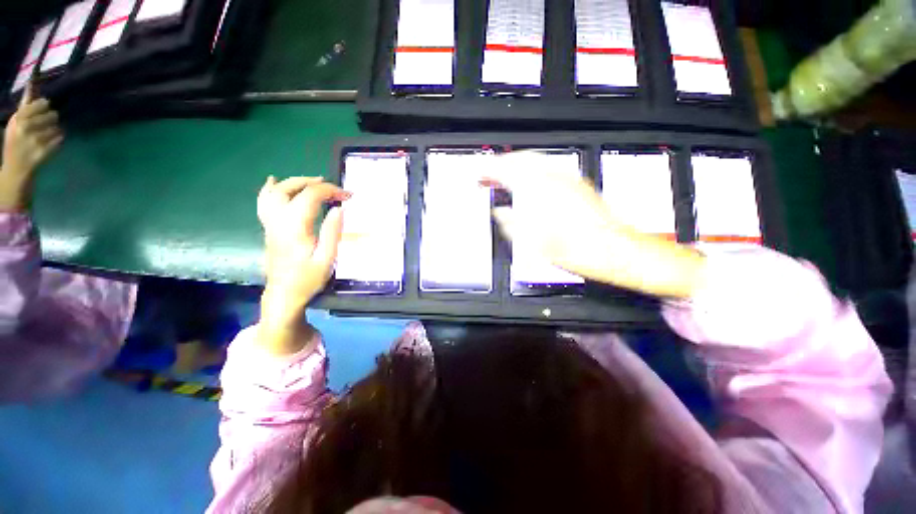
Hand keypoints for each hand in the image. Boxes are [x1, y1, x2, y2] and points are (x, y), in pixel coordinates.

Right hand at [0, 84, 62, 210]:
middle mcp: (25, 129)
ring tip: (49, 133)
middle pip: (52, 115)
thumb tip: (32, 83)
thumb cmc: (16, 140)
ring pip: (57, 128)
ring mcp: (34, 141)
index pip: (37, 105)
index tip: (46, 105)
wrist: (15, 168)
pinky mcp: (43, 152)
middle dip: (53, 117)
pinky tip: (53, 143)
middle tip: (50, 120)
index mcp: (17, 120)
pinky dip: (59, 141)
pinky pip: (60, 141)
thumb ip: (25, 104)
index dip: (44, 105)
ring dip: (56, 130)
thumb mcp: (17, 121)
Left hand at [257, 176, 349, 330]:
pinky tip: (274, 182)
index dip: (331, 191)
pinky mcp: (269, 229)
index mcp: (295, 228)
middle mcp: (279, 221)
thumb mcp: (327, 259)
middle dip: (314, 183)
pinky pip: (264, 202)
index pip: (310, 196)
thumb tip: (339, 209)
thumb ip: (332, 232)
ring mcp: (270, 224)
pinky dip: (270, 189)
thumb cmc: (308, 279)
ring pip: (275, 192)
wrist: (283, 294)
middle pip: (290, 189)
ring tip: (313, 181)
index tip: (348, 196)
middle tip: (334, 188)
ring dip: (295, 182)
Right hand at [483, 152, 706, 298]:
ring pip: (535, 160)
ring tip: (506, 176)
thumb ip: (510, 223)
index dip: (488, 170)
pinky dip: (533, 170)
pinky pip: (549, 167)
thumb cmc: (574, 249)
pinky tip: (530, 182)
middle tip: (490, 173)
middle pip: (520, 159)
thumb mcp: (532, 243)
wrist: (612, 249)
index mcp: (537, 191)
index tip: (479, 173)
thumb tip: (499, 213)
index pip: (505, 171)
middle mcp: (553, 178)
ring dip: (517, 165)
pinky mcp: (577, 183)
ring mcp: (567, 178)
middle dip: (501, 163)